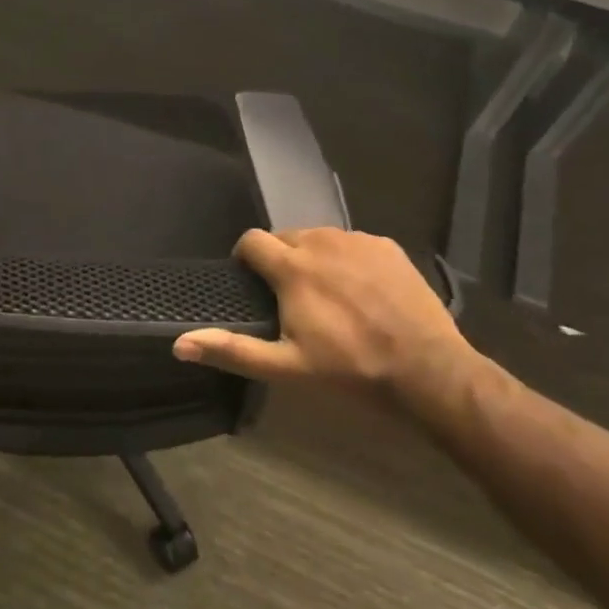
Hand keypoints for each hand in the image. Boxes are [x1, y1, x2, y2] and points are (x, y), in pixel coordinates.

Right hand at [172, 228, 470, 394]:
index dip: (245, 258)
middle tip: (291, 297)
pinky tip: (361, 291)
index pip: (251, 240)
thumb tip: (179, 344)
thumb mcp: (286, 367)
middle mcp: (320, 241)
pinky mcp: (386, 246)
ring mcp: (357, 241)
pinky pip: (352, 243)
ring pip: (319, 238)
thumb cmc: (350, 370)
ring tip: (326, 294)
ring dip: (313, 257)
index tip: (251, 282)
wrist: (429, 371)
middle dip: (280, 260)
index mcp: (292, 266)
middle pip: (285, 237)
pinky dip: (346, 259)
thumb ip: (232, 350)